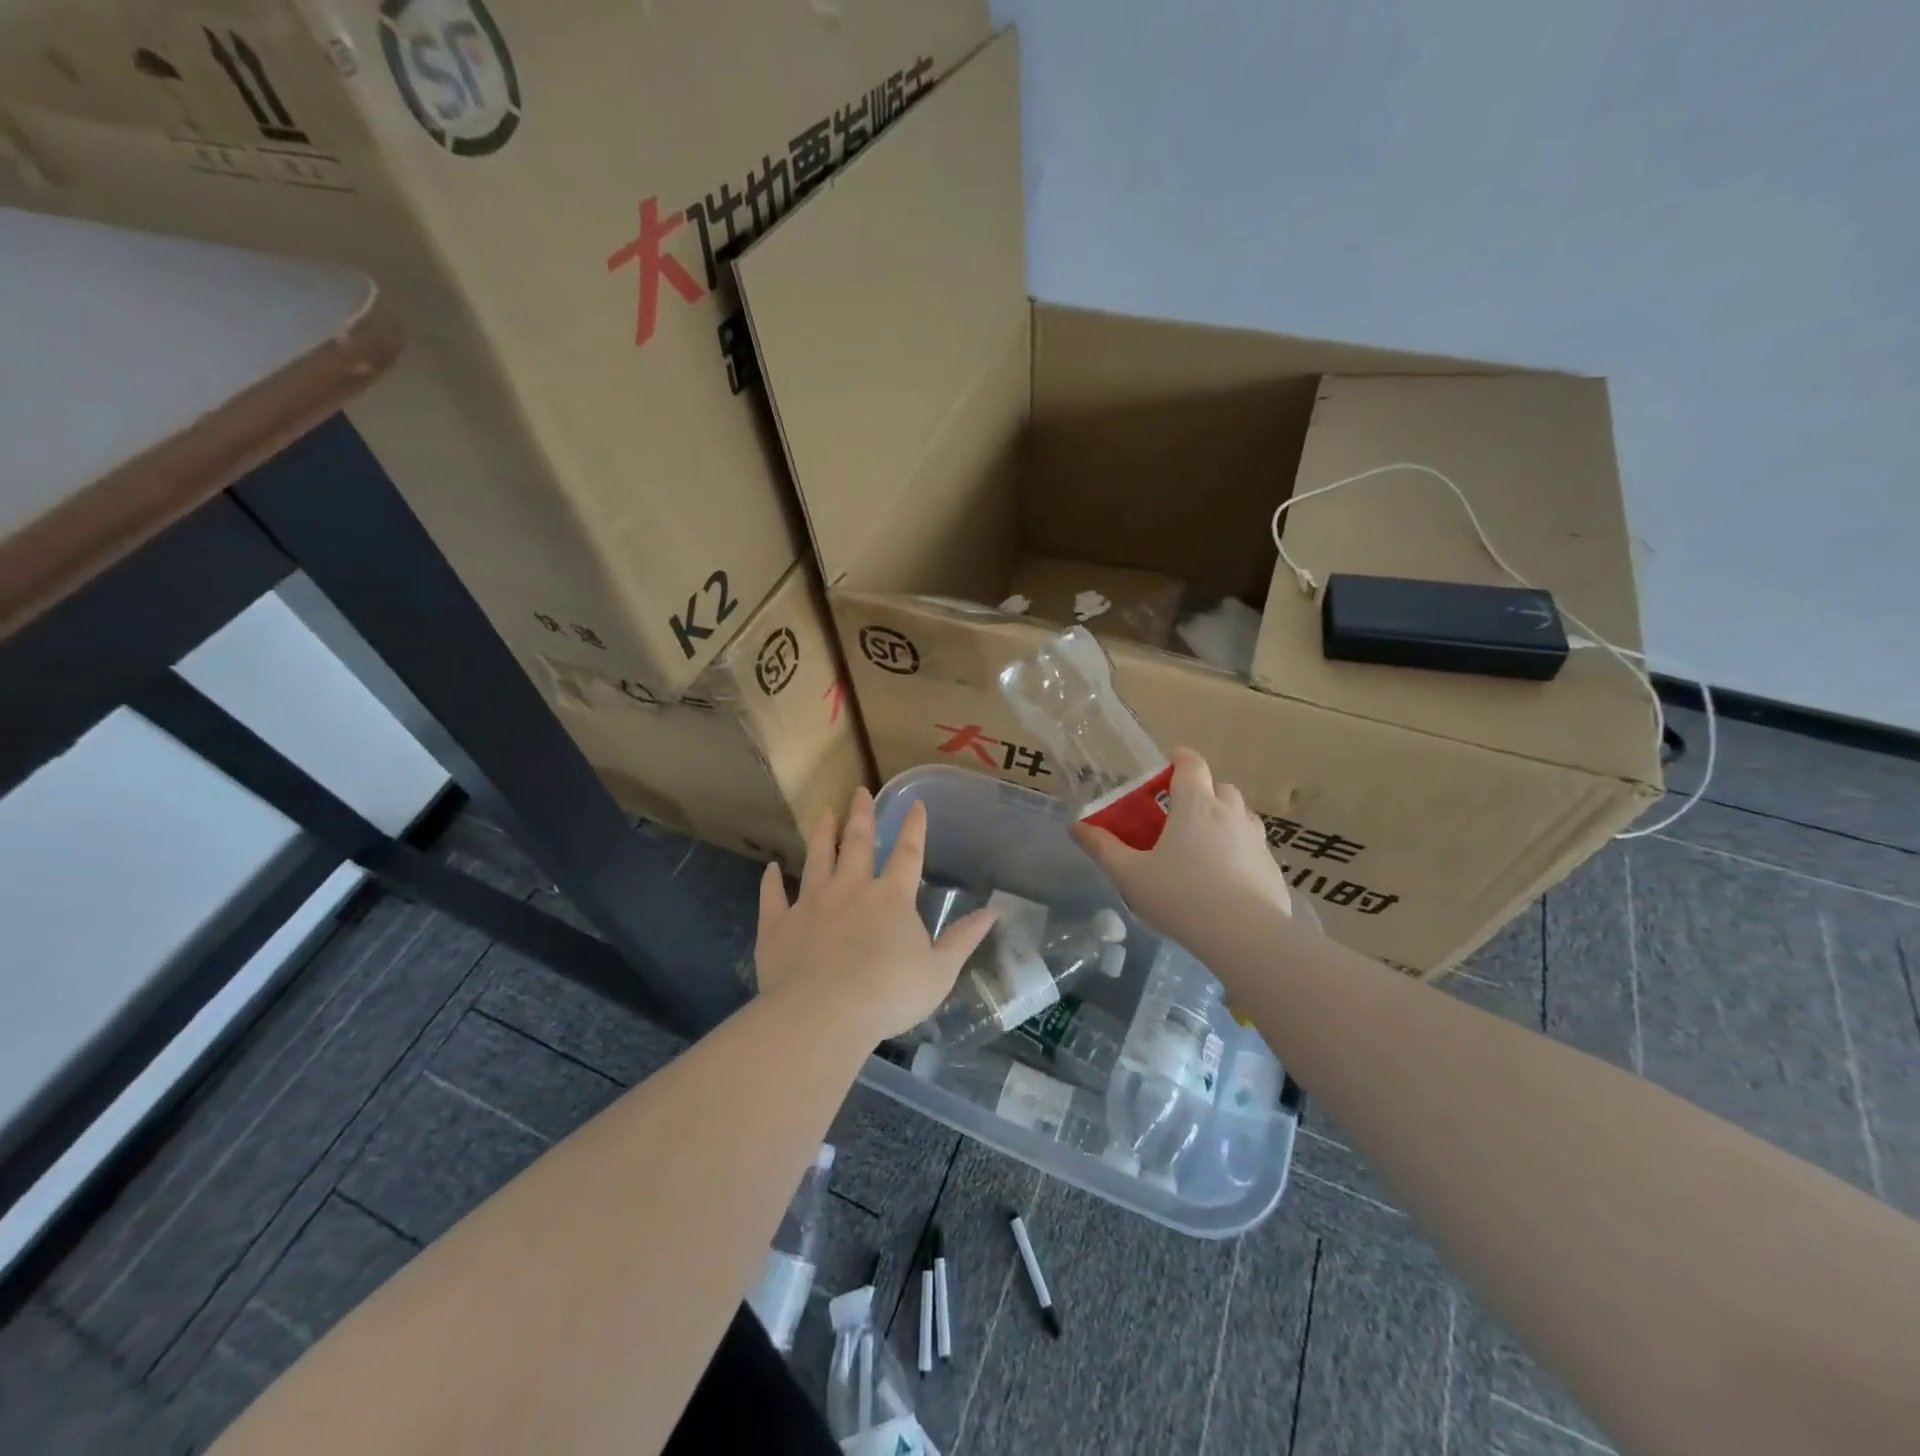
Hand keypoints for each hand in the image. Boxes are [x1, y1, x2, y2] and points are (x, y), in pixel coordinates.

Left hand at [755, 786, 996, 1039]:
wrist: (823, 1013)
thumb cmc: (889, 993)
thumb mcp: (939, 972)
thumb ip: (962, 940)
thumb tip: (991, 912)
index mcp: (891, 898)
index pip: (907, 854)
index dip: (914, 828)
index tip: (915, 804)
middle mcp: (851, 890)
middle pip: (857, 844)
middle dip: (861, 816)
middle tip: (859, 791)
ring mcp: (811, 904)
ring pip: (816, 860)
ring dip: (821, 835)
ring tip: (823, 813)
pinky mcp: (778, 926)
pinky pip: (773, 898)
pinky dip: (771, 882)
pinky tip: (771, 869)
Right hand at [1069, 748, 1294, 942]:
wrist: (1245, 935)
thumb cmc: (1181, 896)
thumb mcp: (1130, 875)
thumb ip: (1103, 849)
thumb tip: (1076, 827)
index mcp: (1195, 805)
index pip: (1192, 764)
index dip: (1180, 760)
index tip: (1167, 768)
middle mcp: (1230, 813)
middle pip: (1220, 787)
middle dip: (1202, 792)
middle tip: (1180, 815)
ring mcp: (1256, 839)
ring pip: (1241, 815)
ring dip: (1224, 819)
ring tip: (1204, 846)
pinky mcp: (1272, 867)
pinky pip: (1253, 847)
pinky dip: (1240, 851)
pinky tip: (1226, 879)